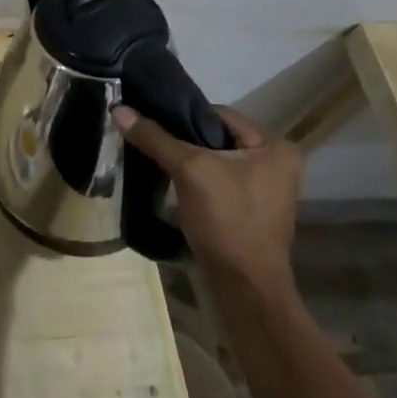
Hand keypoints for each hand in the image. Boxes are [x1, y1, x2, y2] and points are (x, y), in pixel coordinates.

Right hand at [111, 103, 303, 295]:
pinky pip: (219, 181)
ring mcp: (266, 190)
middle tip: (150, 139)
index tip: (151, 119)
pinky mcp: (252, 210)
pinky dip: (197, 180)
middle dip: (184, 139)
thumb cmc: (226, 221)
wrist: (244, 288)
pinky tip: (172, 183)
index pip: (220, 114)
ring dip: (188, 161)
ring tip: (156, 159)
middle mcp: (277, 163)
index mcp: (275, 147)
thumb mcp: (189, 171)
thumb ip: (155, 138)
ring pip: (216, 160)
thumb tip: (118, 109)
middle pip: (218, 137)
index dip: (183, 114)